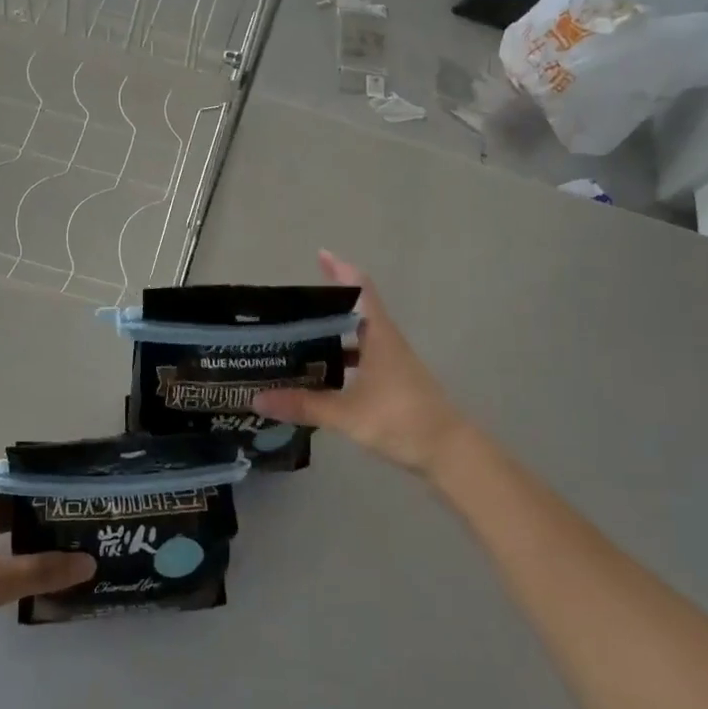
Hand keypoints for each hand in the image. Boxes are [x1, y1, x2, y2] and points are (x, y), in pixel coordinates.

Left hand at [0, 473, 94, 660]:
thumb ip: (43, 570)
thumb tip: (89, 562)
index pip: (10, 472)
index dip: (40, 476)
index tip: (71, 487)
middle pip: (4, 497)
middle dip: (37, 505)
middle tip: (74, 515)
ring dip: (22, 529)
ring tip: (59, 538)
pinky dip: (6, 549)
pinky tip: (26, 566)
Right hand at [252, 251, 467, 478]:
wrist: (450, 453)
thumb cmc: (401, 420)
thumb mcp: (347, 414)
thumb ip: (303, 405)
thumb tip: (257, 399)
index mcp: (379, 336)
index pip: (361, 290)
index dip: (341, 270)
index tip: (321, 255)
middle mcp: (387, 343)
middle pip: (355, 313)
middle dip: (325, 307)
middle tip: (290, 309)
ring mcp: (393, 364)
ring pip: (358, 339)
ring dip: (332, 336)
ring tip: (297, 341)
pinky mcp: (394, 384)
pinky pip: (362, 361)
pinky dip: (341, 362)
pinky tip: (320, 377)